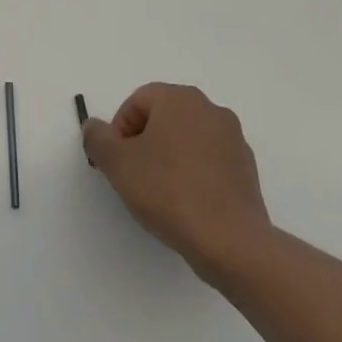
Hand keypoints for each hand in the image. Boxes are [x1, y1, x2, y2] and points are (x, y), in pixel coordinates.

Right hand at [83, 83, 271, 284]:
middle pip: (163, 117)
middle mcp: (210, 110)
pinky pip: (209, 161)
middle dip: (143, 141)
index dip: (119, 130)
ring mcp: (234, 139)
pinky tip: (185, 202)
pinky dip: (193, 173)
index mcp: (180, 99)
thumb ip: (97, 137)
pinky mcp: (247, 169)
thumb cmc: (168, 191)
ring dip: (168, 156)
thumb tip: (95, 126)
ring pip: (187, 139)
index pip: (137, 101)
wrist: (230, 242)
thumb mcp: (116, 163)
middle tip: (133, 173)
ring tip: (159, 191)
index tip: (117, 160)